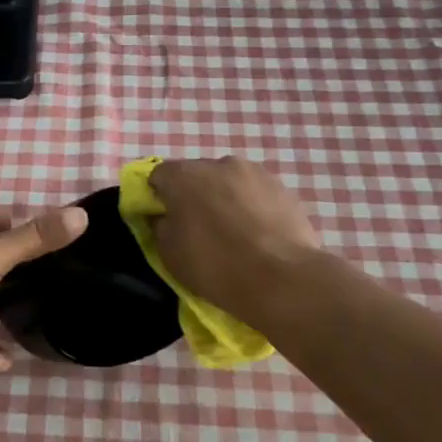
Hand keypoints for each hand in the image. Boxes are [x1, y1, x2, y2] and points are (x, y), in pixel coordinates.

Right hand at [148, 157, 322, 323]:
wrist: (282, 278)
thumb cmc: (215, 265)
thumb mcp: (169, 254)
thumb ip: (160, 227)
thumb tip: (166, 217)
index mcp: (184, 175)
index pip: (158, 176)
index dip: (158, 198)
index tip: (164, 221)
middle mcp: (218, 163)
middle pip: (196, 175)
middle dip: (193, 195)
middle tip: (199, 228)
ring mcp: (255, 172)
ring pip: (229, 182)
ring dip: (225, 199)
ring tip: (234, 232)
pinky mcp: (283, 187)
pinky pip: (255, 193)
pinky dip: (252, 207)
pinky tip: (258, 234)